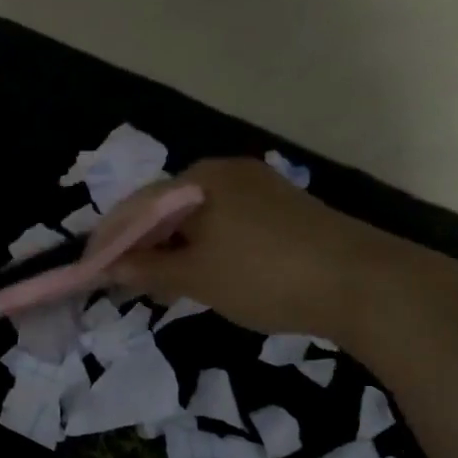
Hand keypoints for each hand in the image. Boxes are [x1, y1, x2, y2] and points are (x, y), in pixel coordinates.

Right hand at [93, 158, 411, 337]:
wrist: (363, 284)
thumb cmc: (264, 276)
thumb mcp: (197, 278)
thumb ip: (149, 270)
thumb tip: (111, 268)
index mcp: (200, 180)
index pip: (138, 206)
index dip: (112, 240)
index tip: (93, 270)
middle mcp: (227, 173)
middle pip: (168, 208)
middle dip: (144, 244)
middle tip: (128, 281)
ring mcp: (260, 188)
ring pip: (199, 217)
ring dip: (175, 248)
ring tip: (164, 284)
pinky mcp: (285, 209)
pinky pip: (228, 223)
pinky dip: (207, 247)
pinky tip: (207, 274)